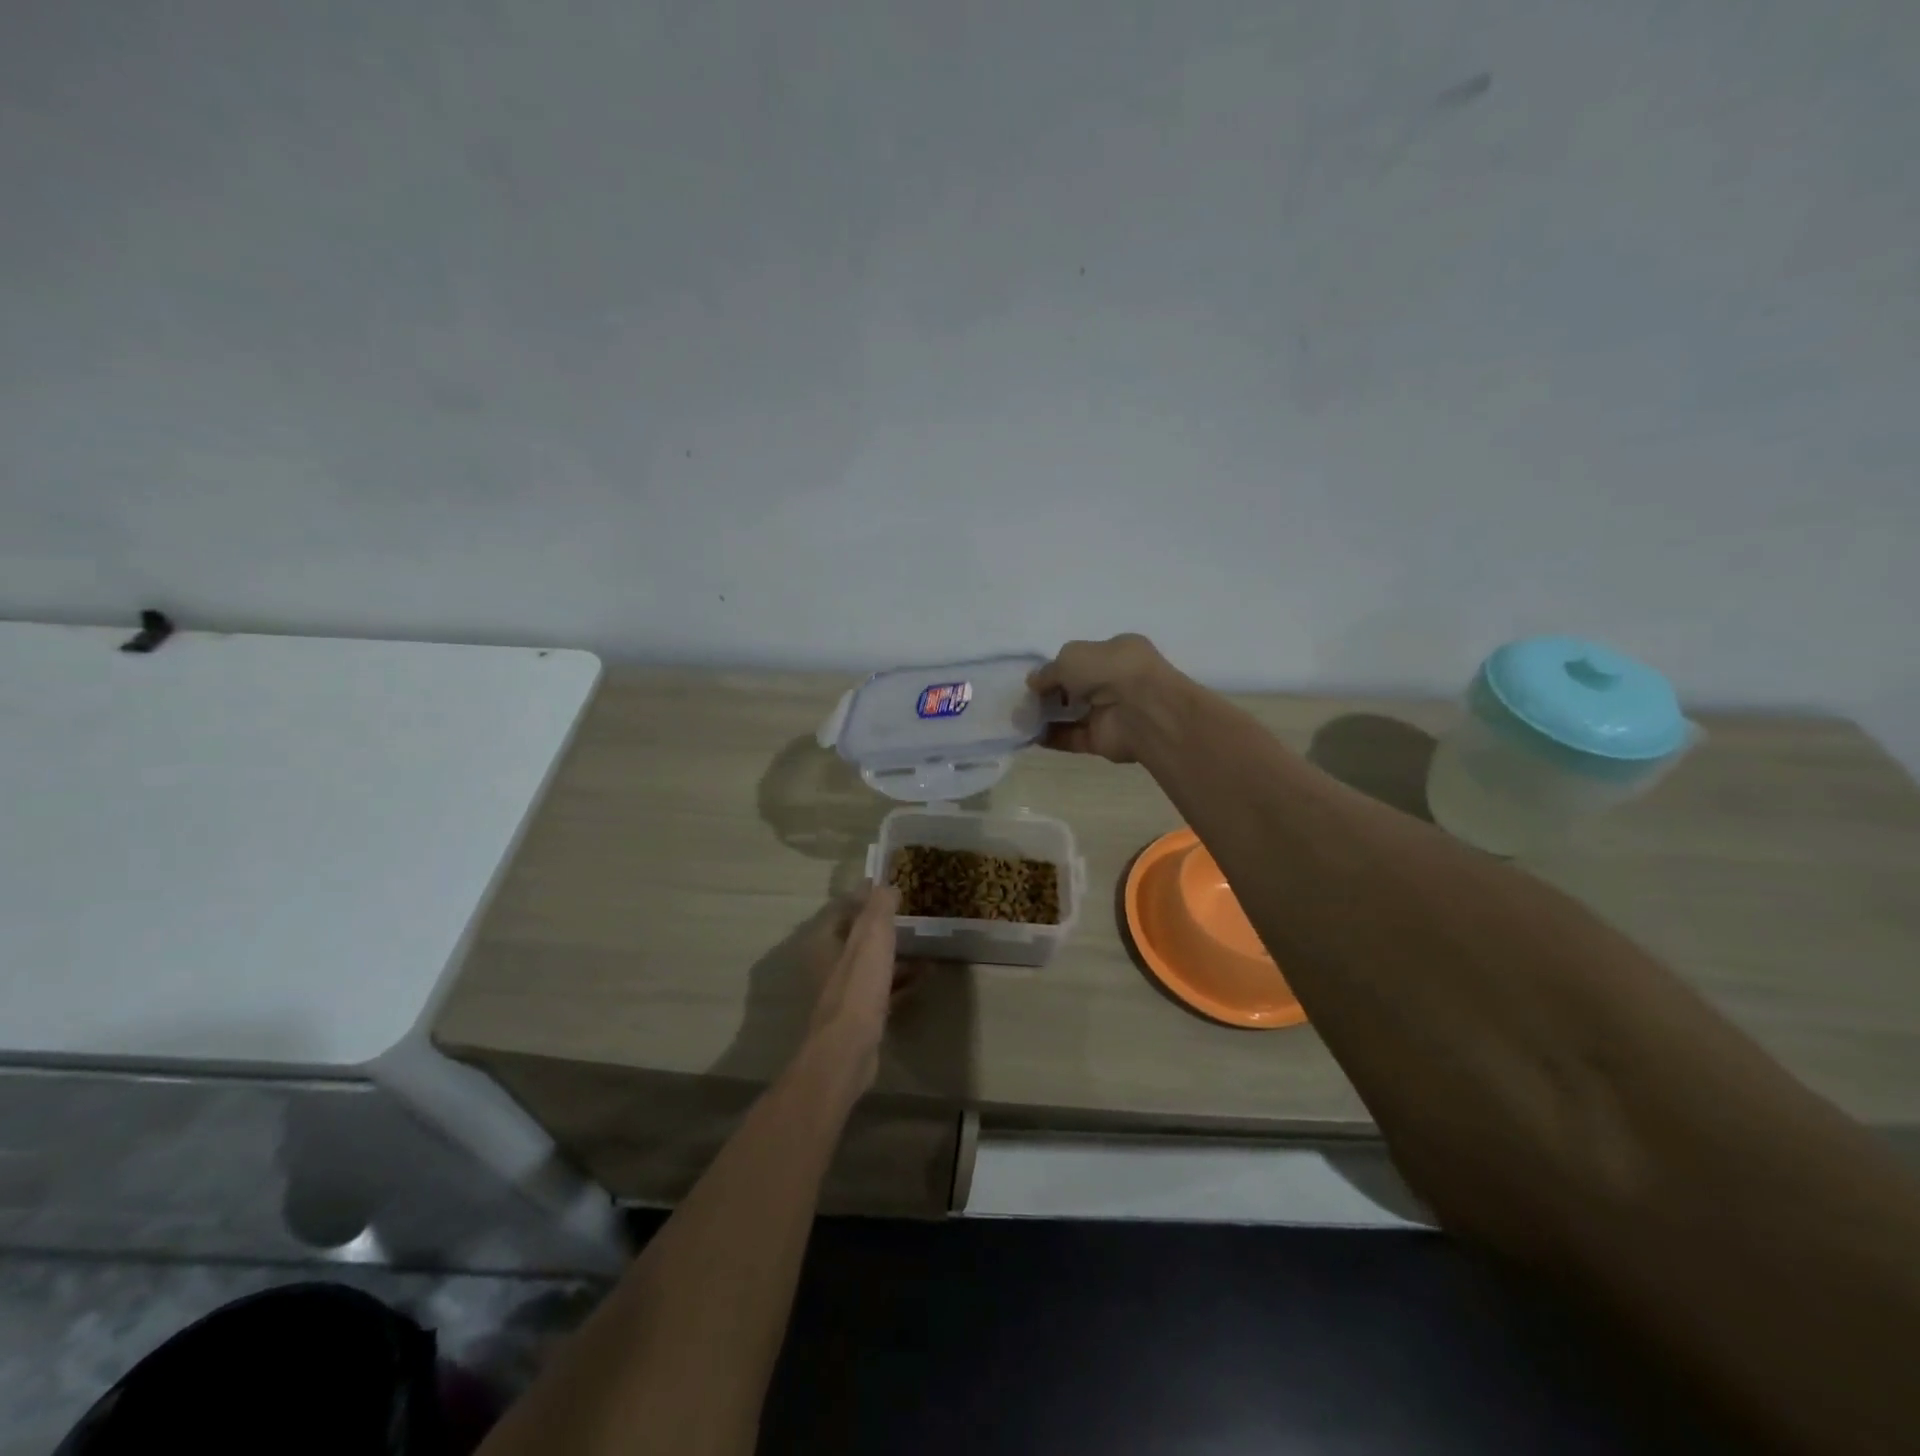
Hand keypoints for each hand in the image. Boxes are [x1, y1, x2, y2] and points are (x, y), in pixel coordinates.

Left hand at [799, 884, 926, 1092]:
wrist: (848, 1050)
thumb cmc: (858, 987)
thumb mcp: (872, 938)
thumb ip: (878, 908)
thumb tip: (886, 884)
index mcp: (825, 942)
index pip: (843, 909)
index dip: (866, 896)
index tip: (890, 886)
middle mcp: (829, 964)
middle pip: (858, 938)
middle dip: (884, 926)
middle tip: (912, 914)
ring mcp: (844, 992)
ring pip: (872, 964)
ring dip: (896, 954)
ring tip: (926, 945)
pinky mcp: (859, 1015)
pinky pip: (883, 989)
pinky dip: (901, 981)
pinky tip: (925, 977)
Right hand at [1028, 634, 1187, 764]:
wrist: (1143, 711)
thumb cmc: (1110, 669)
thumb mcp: (1070, 656)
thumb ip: (1049, 671)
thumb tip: (1033, 682)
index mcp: (1117, 652)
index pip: (1083, 658)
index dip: (1058, 667)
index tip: (1036, 677)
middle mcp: (1116, 681)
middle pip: (1077, 687)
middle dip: (1051, 692)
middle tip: (1025, 698)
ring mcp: (1111, 712)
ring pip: (1073, 714)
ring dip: (1047, 716)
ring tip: (1020, 718)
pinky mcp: (1103, 740)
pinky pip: (1072, 738)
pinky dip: (1051, 737)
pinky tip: (1030, 736)